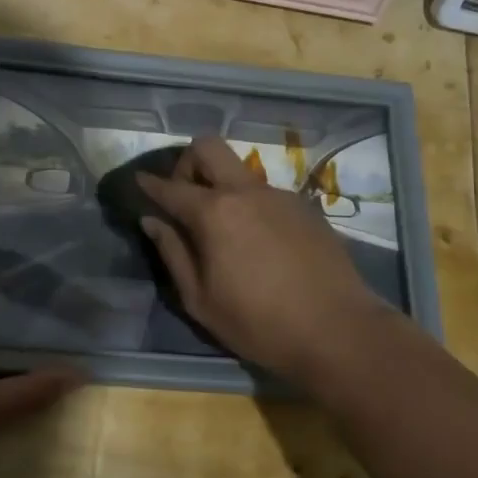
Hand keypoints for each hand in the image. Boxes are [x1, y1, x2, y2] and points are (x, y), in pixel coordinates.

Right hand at [137, 137, 396, 382]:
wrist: (338, 330)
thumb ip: (173, 253)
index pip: (170, 187)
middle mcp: (245, 192)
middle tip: (184, 196)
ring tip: (223, 228)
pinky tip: (258, 242)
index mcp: (214, 213)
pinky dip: (249, 204)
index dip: (150, 184)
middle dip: (187, 162)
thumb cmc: (259, 323)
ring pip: (238, 170)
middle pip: (208, 147)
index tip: (139, 181)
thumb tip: (152, 221)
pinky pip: (265, 193)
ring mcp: (279, 195)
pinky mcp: (305, 207)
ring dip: (221, 185)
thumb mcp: (200, 300)